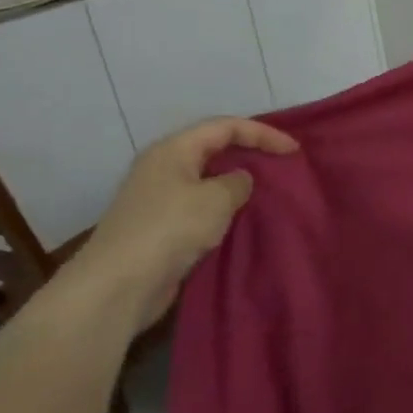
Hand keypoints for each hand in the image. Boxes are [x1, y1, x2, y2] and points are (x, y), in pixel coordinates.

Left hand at [66, 117, 298, 332]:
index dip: (263, 133)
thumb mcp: (216, 199)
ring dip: (237, 183)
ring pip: (207, 179)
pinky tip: (242, 219)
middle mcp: (163, 167)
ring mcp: (159, 198)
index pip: (225, 127)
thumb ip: (238, 182)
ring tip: (268, 191)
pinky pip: (201, 206)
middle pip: (214, 148)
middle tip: (282, 165)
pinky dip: (224, 208)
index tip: (293, 151)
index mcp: (173, 150)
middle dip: (249, 153)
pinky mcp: (161, 227)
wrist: (119, 284)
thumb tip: (240, 180)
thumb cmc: (170, 229)